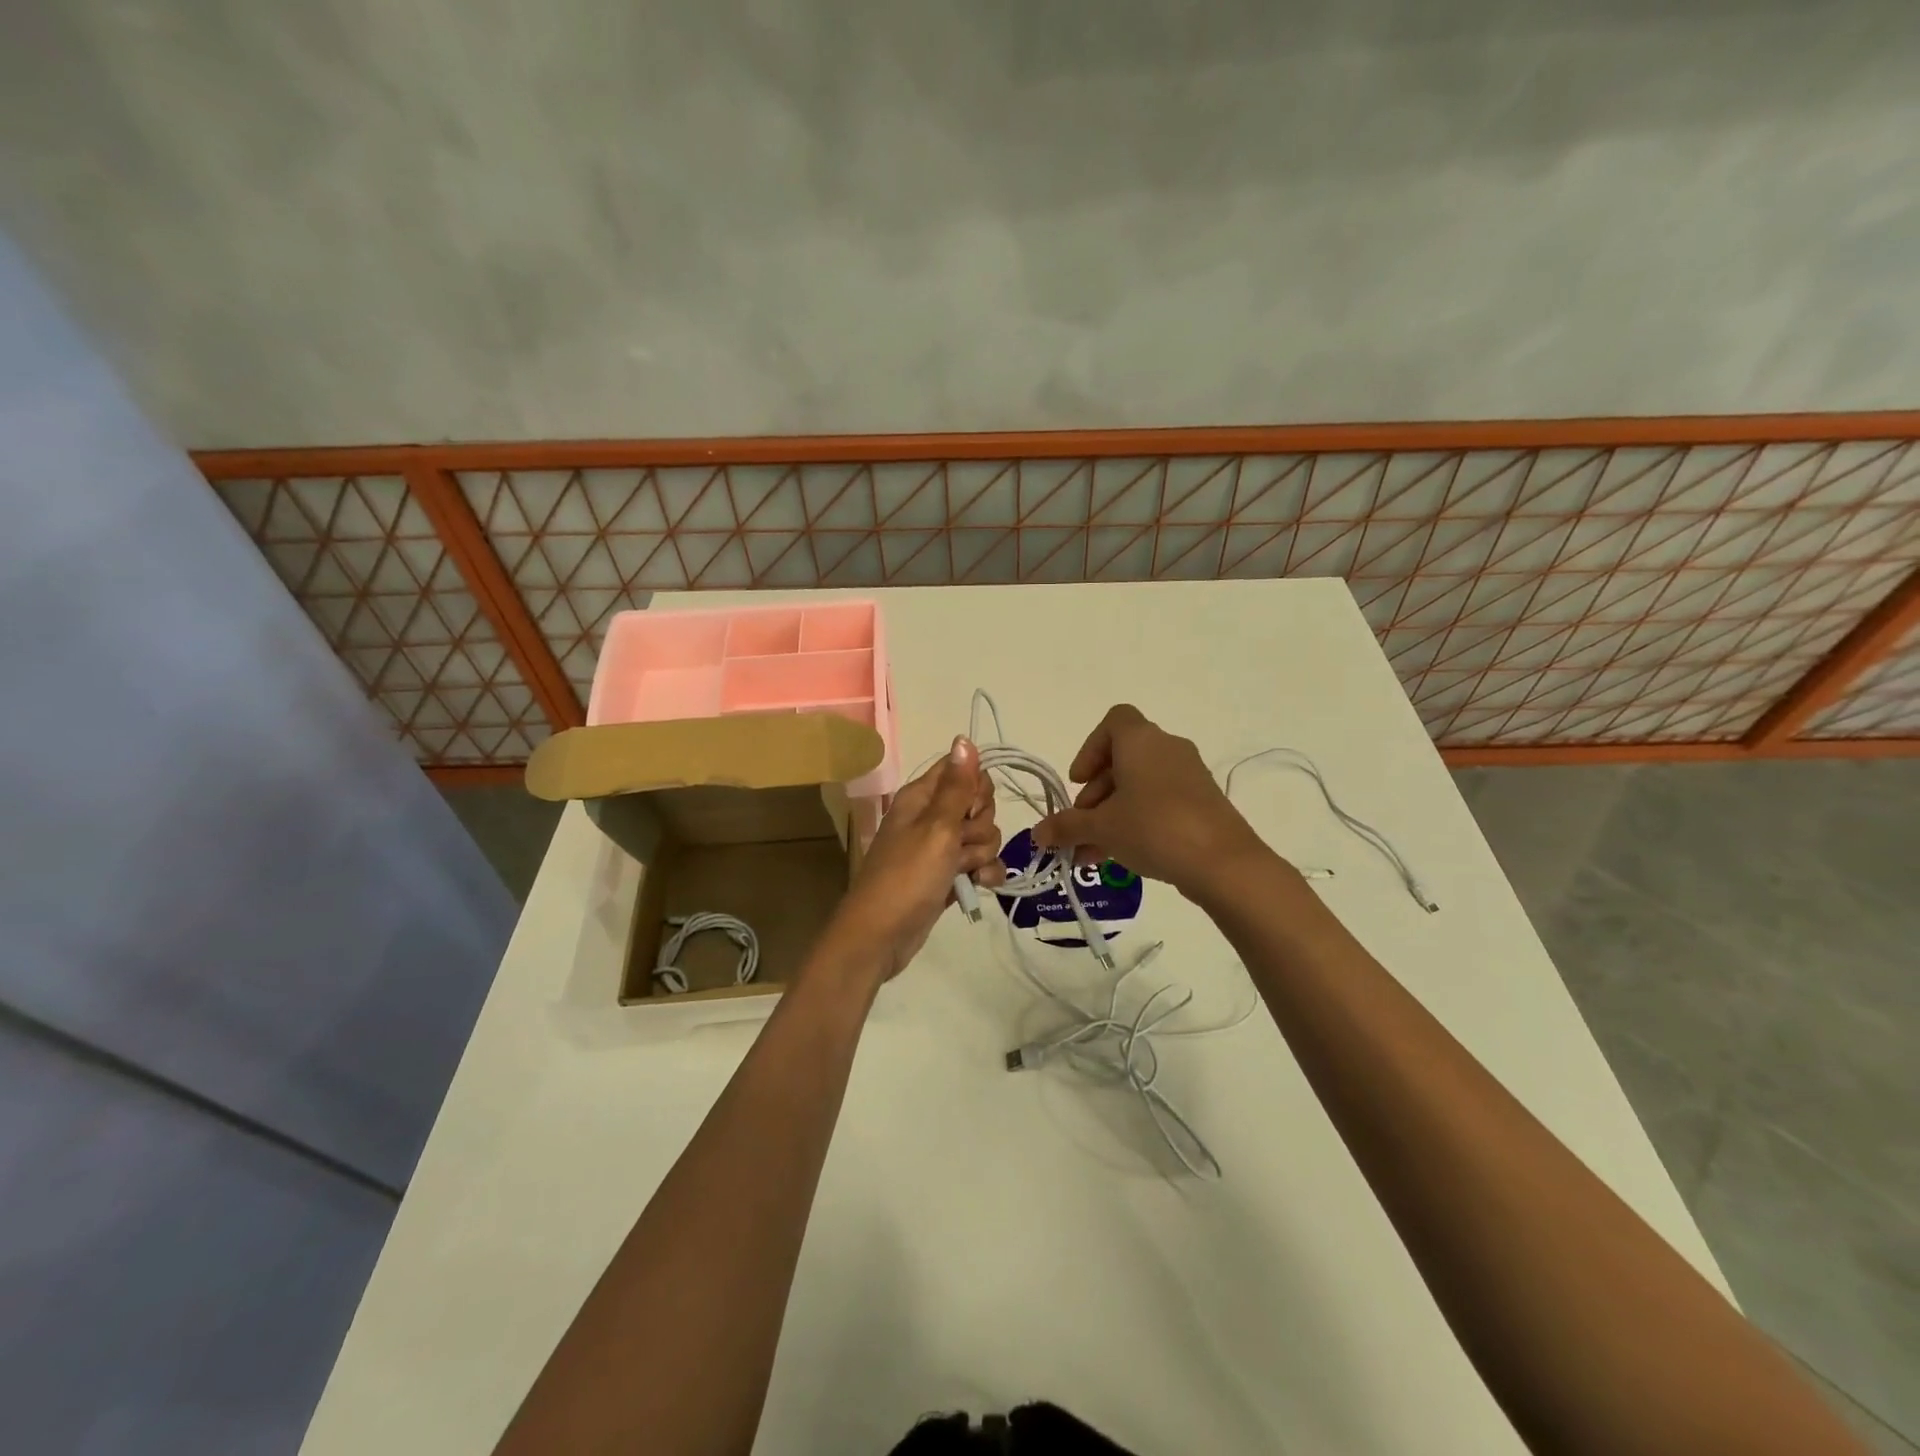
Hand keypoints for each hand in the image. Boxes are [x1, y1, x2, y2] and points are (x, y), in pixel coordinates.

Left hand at [814, 737, 1004, 985]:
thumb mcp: (936, 827)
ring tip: (964, 871)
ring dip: (982, 853)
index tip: (971, 808)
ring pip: (983, 836)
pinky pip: (980, 864)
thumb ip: (957, 786)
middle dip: (981, 825)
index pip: (962, 770)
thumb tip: (964, 738)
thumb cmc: (907, 876)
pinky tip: (980, 885)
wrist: (881, 936)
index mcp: (921, 797)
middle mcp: (931, 817)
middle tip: (961, 843)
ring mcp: (940, 848)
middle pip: (978, 804)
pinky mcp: (948, 876)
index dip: (976, 787)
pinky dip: (984, 873)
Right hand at [1032, 704, 1267, 896]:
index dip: (1091, 748)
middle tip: (1081, 826)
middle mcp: (1167, 749)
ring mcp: (1189, 776)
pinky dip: (1137, 821)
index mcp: (1141, 741)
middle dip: (1096, 794)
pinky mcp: (1203, 803)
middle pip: (1122, 759)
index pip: (1114, 721)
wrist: (1223, 863)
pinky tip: (1121, 857)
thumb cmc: (1154, 828)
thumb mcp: (1101, 828)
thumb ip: (1066, 827)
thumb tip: (1037, 834)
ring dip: (1112, 813)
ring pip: (1139, 786)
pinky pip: (1160, 802)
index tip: (1080, 782)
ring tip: (1092, 852)